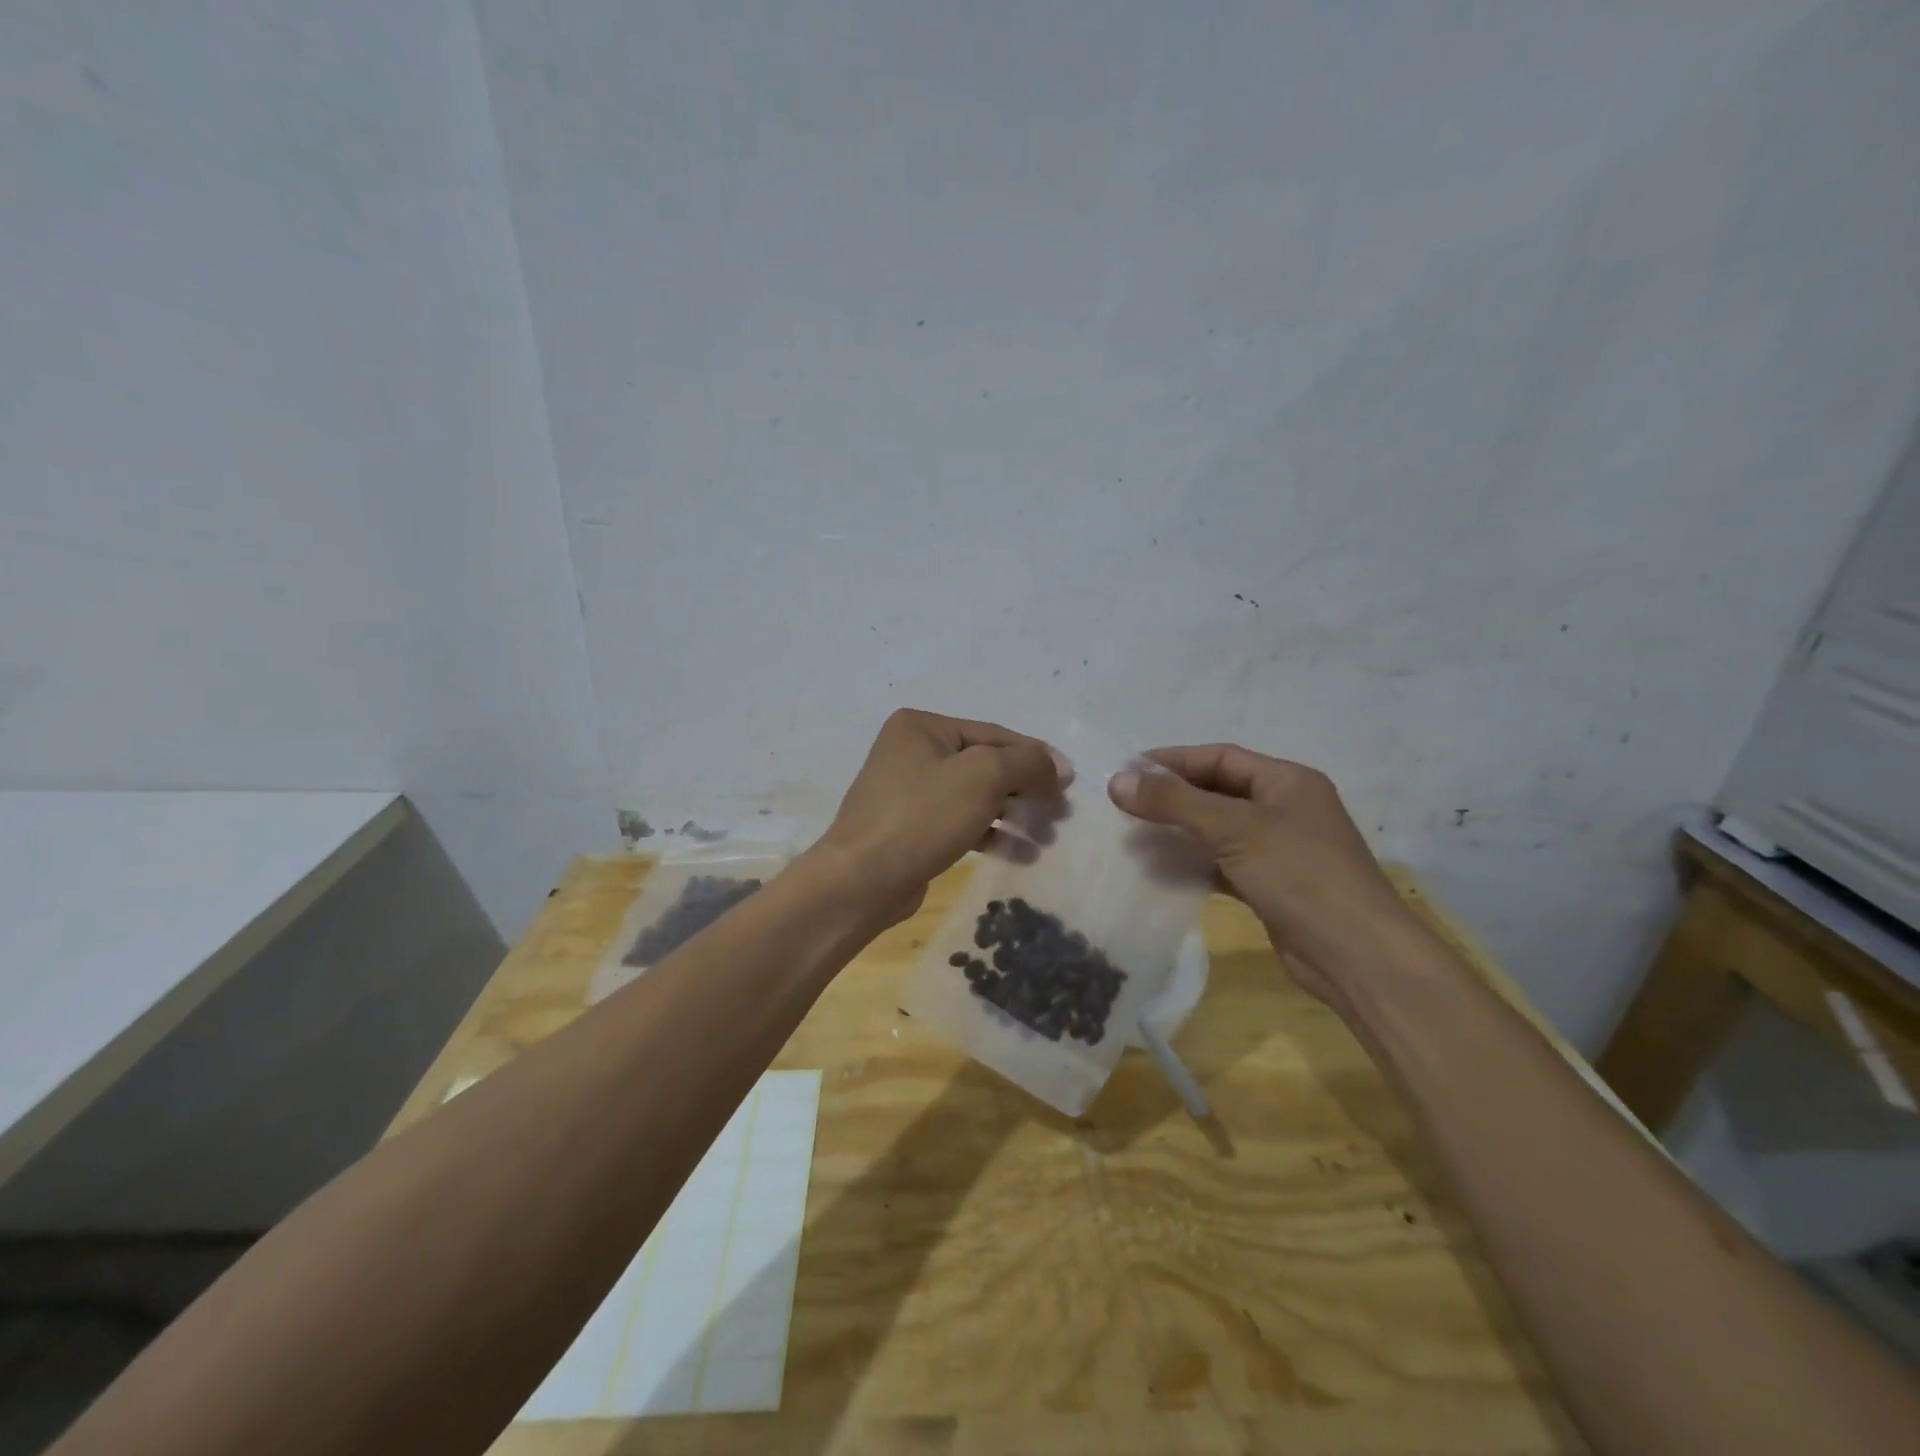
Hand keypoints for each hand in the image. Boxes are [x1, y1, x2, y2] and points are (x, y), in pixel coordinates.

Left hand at [809, 709, 1069, 924]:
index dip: (1036, 756)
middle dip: (1026, 790)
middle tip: (1060, 814)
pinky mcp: (912, 829)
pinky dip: (992, 835)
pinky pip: (962, 824)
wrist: (861, 881)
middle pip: (986, 765)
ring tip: (1046, 837)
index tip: (1070, 782)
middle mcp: (913, 752)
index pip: (994, 734)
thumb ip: (1026, 763)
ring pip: (976, 797)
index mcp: (922, 727)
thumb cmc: (922, 816)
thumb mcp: (983, 776)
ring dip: (1014, 815)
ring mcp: (910, 792)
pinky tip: (1021, 853)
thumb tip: (1058, 766)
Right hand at [1108, 745, 1427, 1002]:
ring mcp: (1280, 848)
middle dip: (1172, 795)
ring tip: (1134, 834)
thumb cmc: (1300, 875)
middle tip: (1124, 803)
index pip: (1220, 757)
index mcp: (1287, 781)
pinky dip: (1194, 862)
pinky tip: (1162, 869)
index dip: (1172, 761)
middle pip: (1217, 790)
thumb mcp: (1235, 829)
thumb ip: (1175, 802)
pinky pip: (1223, 862)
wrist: (1357, 956)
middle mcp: (1285, 808)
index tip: (1127, 771)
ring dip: (1180, 829)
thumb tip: (1118, 779)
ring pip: (1218, 828)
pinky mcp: (1271, 885)